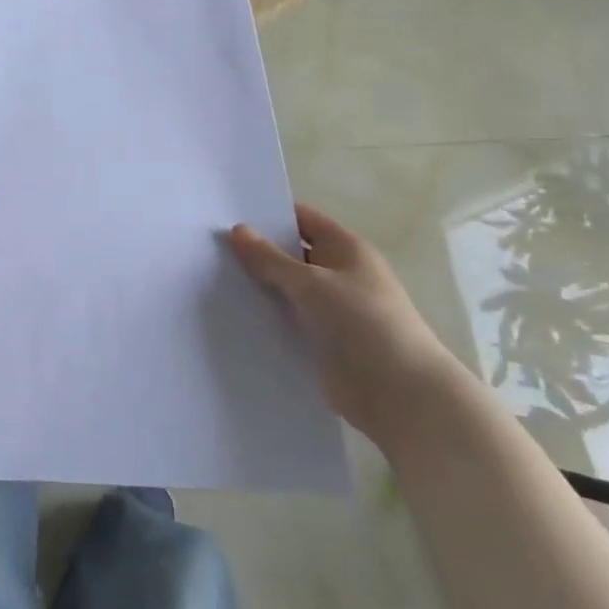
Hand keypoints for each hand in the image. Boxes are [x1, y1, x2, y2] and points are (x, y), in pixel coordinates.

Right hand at [229, 202, 461, 439]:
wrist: (399, 393)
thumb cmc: (362, 322)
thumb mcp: (311, 283)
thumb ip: (270, 259)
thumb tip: (238, 230)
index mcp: (347, 249)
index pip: (302, 220)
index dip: (269, 215)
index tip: (228, 215)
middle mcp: (340, 274)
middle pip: (292, 255)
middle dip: (257, 252)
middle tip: (209, 247)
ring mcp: (332, 310)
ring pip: (288, 290)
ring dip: (259, 287)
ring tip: (211, 278)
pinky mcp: (324, 341)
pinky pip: (289, 320)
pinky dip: (267, 317)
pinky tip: (233, 315)